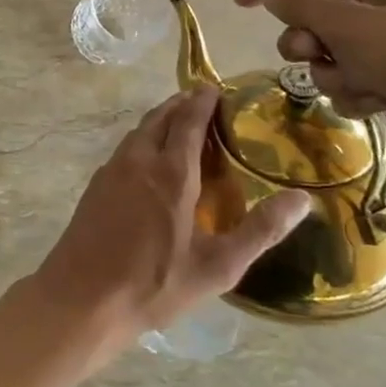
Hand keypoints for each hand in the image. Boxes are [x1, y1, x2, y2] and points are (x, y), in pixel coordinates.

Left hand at [30, 86, 308, 357]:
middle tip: (201, 101)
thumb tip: (303, 200)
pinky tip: (149, 160)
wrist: (82, 297)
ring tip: (179, 124)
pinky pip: (125, 149)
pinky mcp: (96, 186)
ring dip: (160, 120)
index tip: (215, 88)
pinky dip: (143, 140)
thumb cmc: (155, 283)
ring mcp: (112, 170)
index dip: (202, 102)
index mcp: (171, 172)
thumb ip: (261, 230)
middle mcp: (139, 160)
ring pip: (139, 131)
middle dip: (181, 104)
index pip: (188, 121)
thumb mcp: (218, 266)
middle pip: (160, 118)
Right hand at [231, 0, 385, 159]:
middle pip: (314, 16)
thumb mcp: (349, 24)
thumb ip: (301, 5)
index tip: (239, 1)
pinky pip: (348, 79)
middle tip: (313, 53)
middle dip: (308, 41)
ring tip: (360, 83)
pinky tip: (377, 101)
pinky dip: (354, 92)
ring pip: (327, 54)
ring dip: (333, 72)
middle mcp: (382, 1)